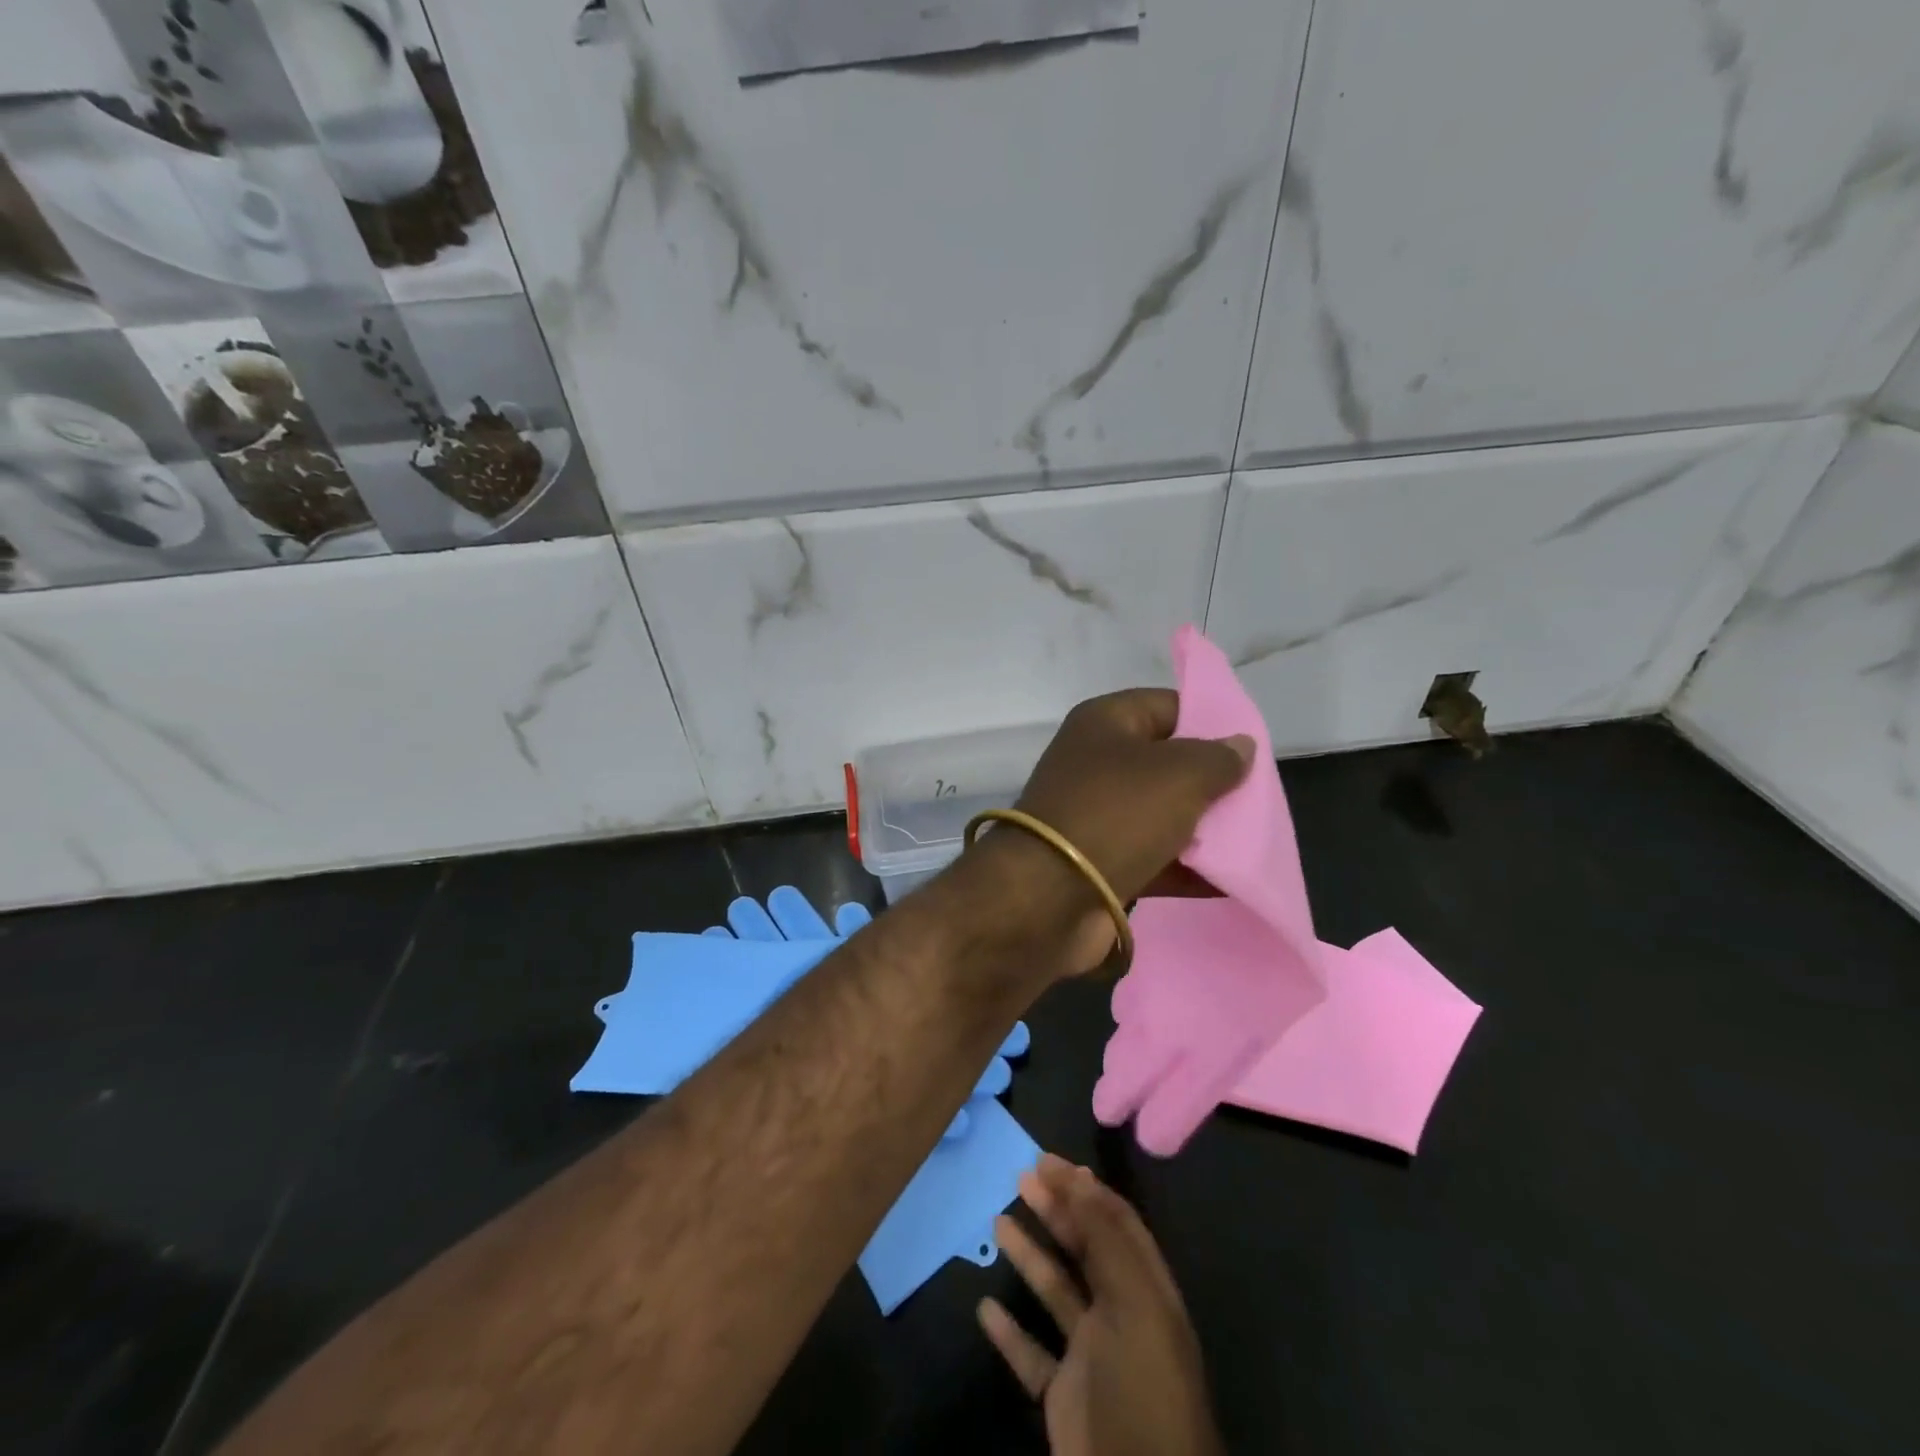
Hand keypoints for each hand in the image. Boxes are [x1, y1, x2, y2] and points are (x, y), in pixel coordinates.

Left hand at [968, 689, 1252, 973]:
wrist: (1049, 897)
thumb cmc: (1116, 814)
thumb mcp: (1179, 774)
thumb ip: (1218, 758)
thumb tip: (1240, 745)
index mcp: (1105, 723)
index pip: (1167, 706)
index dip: (1210, 721)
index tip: (1251, 748)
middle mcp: (1096, 764)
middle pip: (1167, 763)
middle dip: (1213, 781)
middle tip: (1259, 799)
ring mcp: (1096, 816)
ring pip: (1162, 813)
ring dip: (1204, 829)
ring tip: (1255, 840)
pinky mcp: (1100, 863)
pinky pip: (1155, 858)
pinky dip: (1187, 869)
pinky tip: (1230, 881)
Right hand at [978, 1156, 1223, 1455]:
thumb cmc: (1143, 1389)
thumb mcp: (1134, 1304)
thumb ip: (1106, 1240)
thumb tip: (1080, 1178)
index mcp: (1147, 1292)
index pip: (1117, 1223)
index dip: (1085, 1188)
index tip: (1049, 1161)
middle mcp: (1121, 1317)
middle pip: (1086, 1249)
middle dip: (1057, 1210)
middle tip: (1022, 1177)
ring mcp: (1092, 1359)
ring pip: (1057, 1293)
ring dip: (1030, 1256)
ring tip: (998, 1221)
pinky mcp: (1064, 1399)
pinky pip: (1033, 1354)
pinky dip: (1010, 1330)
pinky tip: (985, 1308)